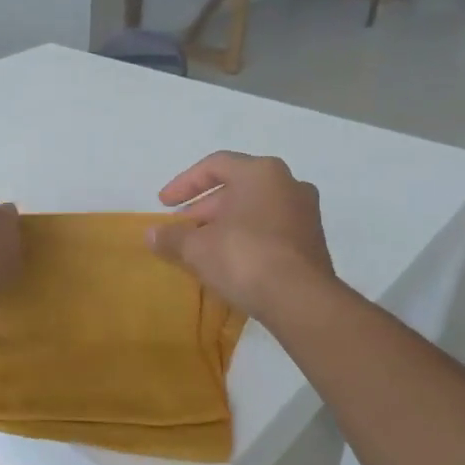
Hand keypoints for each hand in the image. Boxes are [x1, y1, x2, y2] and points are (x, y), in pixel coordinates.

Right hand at [147, 152, 336, 321]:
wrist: (300, 300)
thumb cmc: (244, 257)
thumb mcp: (197, 248)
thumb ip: (172, 237)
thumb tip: (151, 234)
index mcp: (261, 173)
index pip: (214, 165)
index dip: (184, 184)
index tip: (164, 205)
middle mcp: (288, 184)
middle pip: (236, 188)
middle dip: (204, 209)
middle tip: (181, 229)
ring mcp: (305, 213)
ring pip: (255, 210)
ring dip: (225, 224)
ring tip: (201, 247)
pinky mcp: (312, 241)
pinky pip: (271, 229)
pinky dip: (247, 238)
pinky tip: (229, 261)